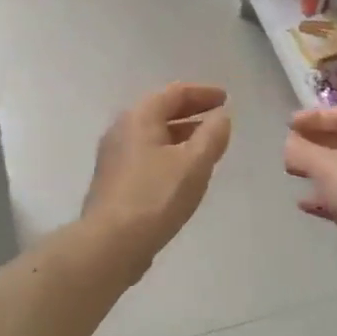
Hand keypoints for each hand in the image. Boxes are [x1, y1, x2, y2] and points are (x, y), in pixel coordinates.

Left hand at [83, 83, 232, 273]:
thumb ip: (211, 136)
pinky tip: (182, 171)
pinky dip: (168, 153)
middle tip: (218, 117)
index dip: (203, 93)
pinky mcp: (114, 181)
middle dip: (191, 112)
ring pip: (152, 135)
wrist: (110, 243)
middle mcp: (121, 130)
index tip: (225, 98)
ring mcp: (114, 156)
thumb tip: (220, 117)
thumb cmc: (155, 197)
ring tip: (205, 144)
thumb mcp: (194, 164)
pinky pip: (146, 155)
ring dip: (180, 134)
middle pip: (160, 110)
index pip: (174, 93)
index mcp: (139, 117)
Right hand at [284, 106, 336, 288]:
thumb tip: (289, 145)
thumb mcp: (328, 167)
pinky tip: (306, 203)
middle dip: (318, 143)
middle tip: (291, 147)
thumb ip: (303, 152)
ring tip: (293, 172)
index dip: (316, 117)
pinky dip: (330, 195)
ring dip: (322, 169)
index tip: (288, 125)